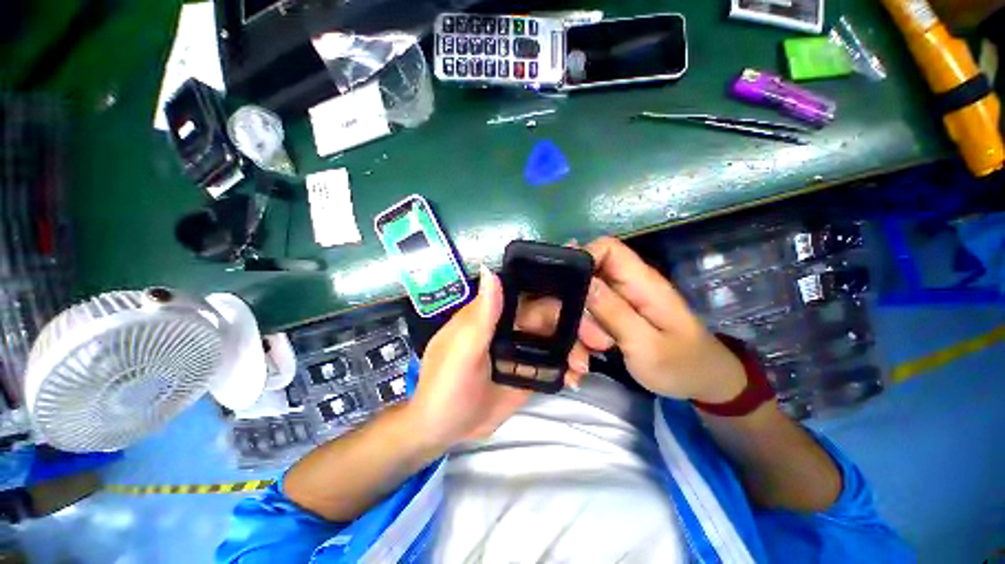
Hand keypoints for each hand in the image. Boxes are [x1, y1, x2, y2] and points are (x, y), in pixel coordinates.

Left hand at [407, 265, 611, 448]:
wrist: (443, 430)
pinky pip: (553, 362)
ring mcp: (521, 348)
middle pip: (549, 315)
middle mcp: (510, 325)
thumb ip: (481, 314)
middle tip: (598, 341)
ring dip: (575, 348)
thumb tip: (491, 270)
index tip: (587, 294)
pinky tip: (575, 379)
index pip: (529, 292)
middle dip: (576, 324)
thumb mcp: (462, 351)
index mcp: (493, 313)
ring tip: (583, 367)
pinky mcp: (527, 369)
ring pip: (556, 338)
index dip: (558, 289)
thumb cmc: (445, 386)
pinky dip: (567, 367)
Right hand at [583, 237, 746, 402]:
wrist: (703, 384)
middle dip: (572, 305)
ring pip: (584, 302)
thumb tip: (582, 281)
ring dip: (575, 329)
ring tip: (580, 360)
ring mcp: (621, 302)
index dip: (581, 257)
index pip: (607, 248)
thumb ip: (613, 312)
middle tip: (578, 337)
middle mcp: (628, 286)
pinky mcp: (616, 316)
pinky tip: (581, 362)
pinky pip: (589, 318)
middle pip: (588, 276)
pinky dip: (581, 338)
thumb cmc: (682, 365)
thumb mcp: (646, 344)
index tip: (561, 285)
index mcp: (641, 282)